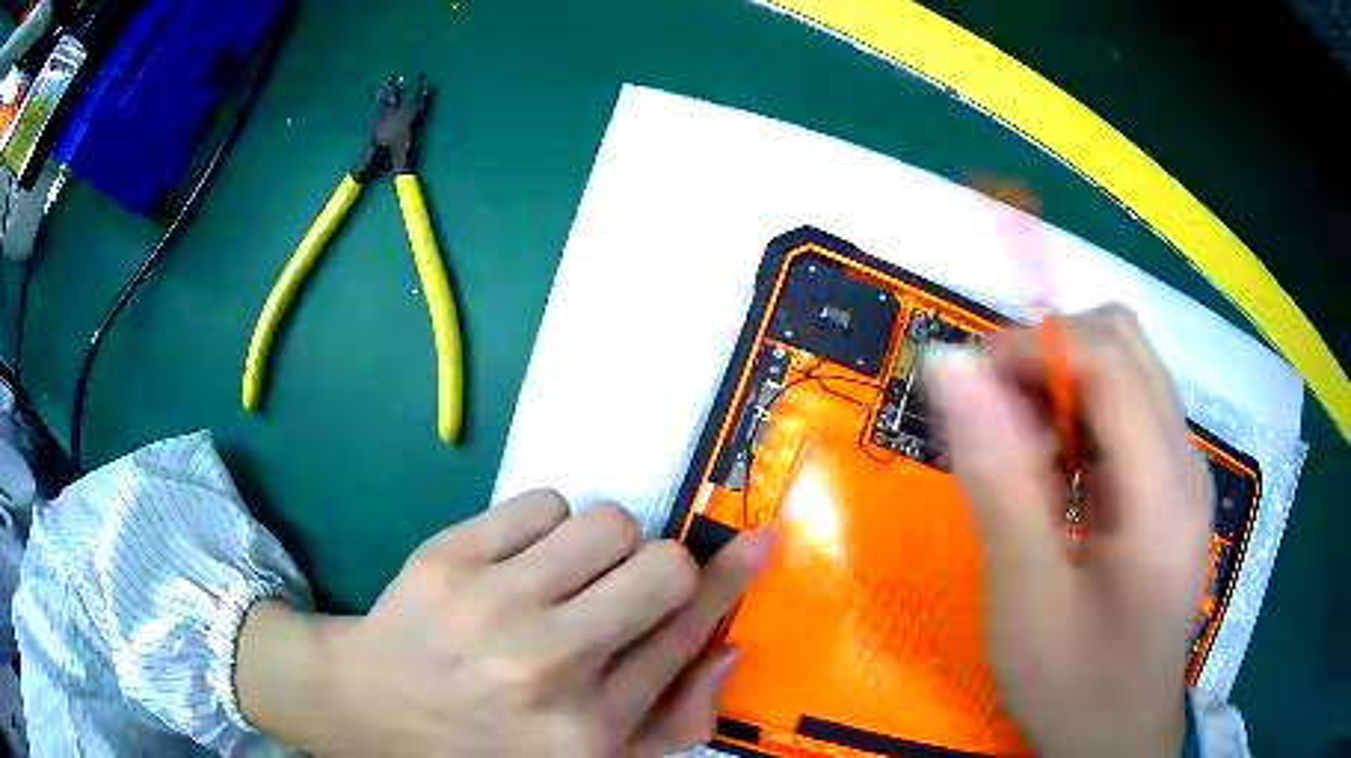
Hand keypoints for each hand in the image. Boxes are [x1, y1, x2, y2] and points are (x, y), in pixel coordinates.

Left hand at [237, 490, 772, 755]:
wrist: (376, 707)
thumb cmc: (492, 739)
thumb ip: (674, 719)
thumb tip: (729, 645)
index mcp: (591, 728)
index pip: (684, 633)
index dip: (730, 580)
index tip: (760, 541)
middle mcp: (546, 667)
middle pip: (659, 565)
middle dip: (659, 567)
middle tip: (621, 589)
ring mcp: (490, 605)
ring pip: (604, 522)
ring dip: (600, 546)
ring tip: (561, 579)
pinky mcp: (447, 558)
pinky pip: (542, 501)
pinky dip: (544, 526)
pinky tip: (514, 566)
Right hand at [925, 305, 1209, 757]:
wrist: (1120, 736)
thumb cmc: (1072, 684)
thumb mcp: (1023, 598)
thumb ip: (995, 480)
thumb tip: (948, 368)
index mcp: (1161, 492)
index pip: (1108, 359)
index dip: (1032, 349)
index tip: (966, 387)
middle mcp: (1185, 460)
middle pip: (1124, 343)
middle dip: (1048, 356)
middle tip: (994, 418)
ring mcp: (1185, 470)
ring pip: (1127, 368)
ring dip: (1064, 385)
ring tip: (1022, 454)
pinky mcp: (1173, 485)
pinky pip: (1128, 410)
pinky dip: (1081, 416)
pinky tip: (1056, 477)